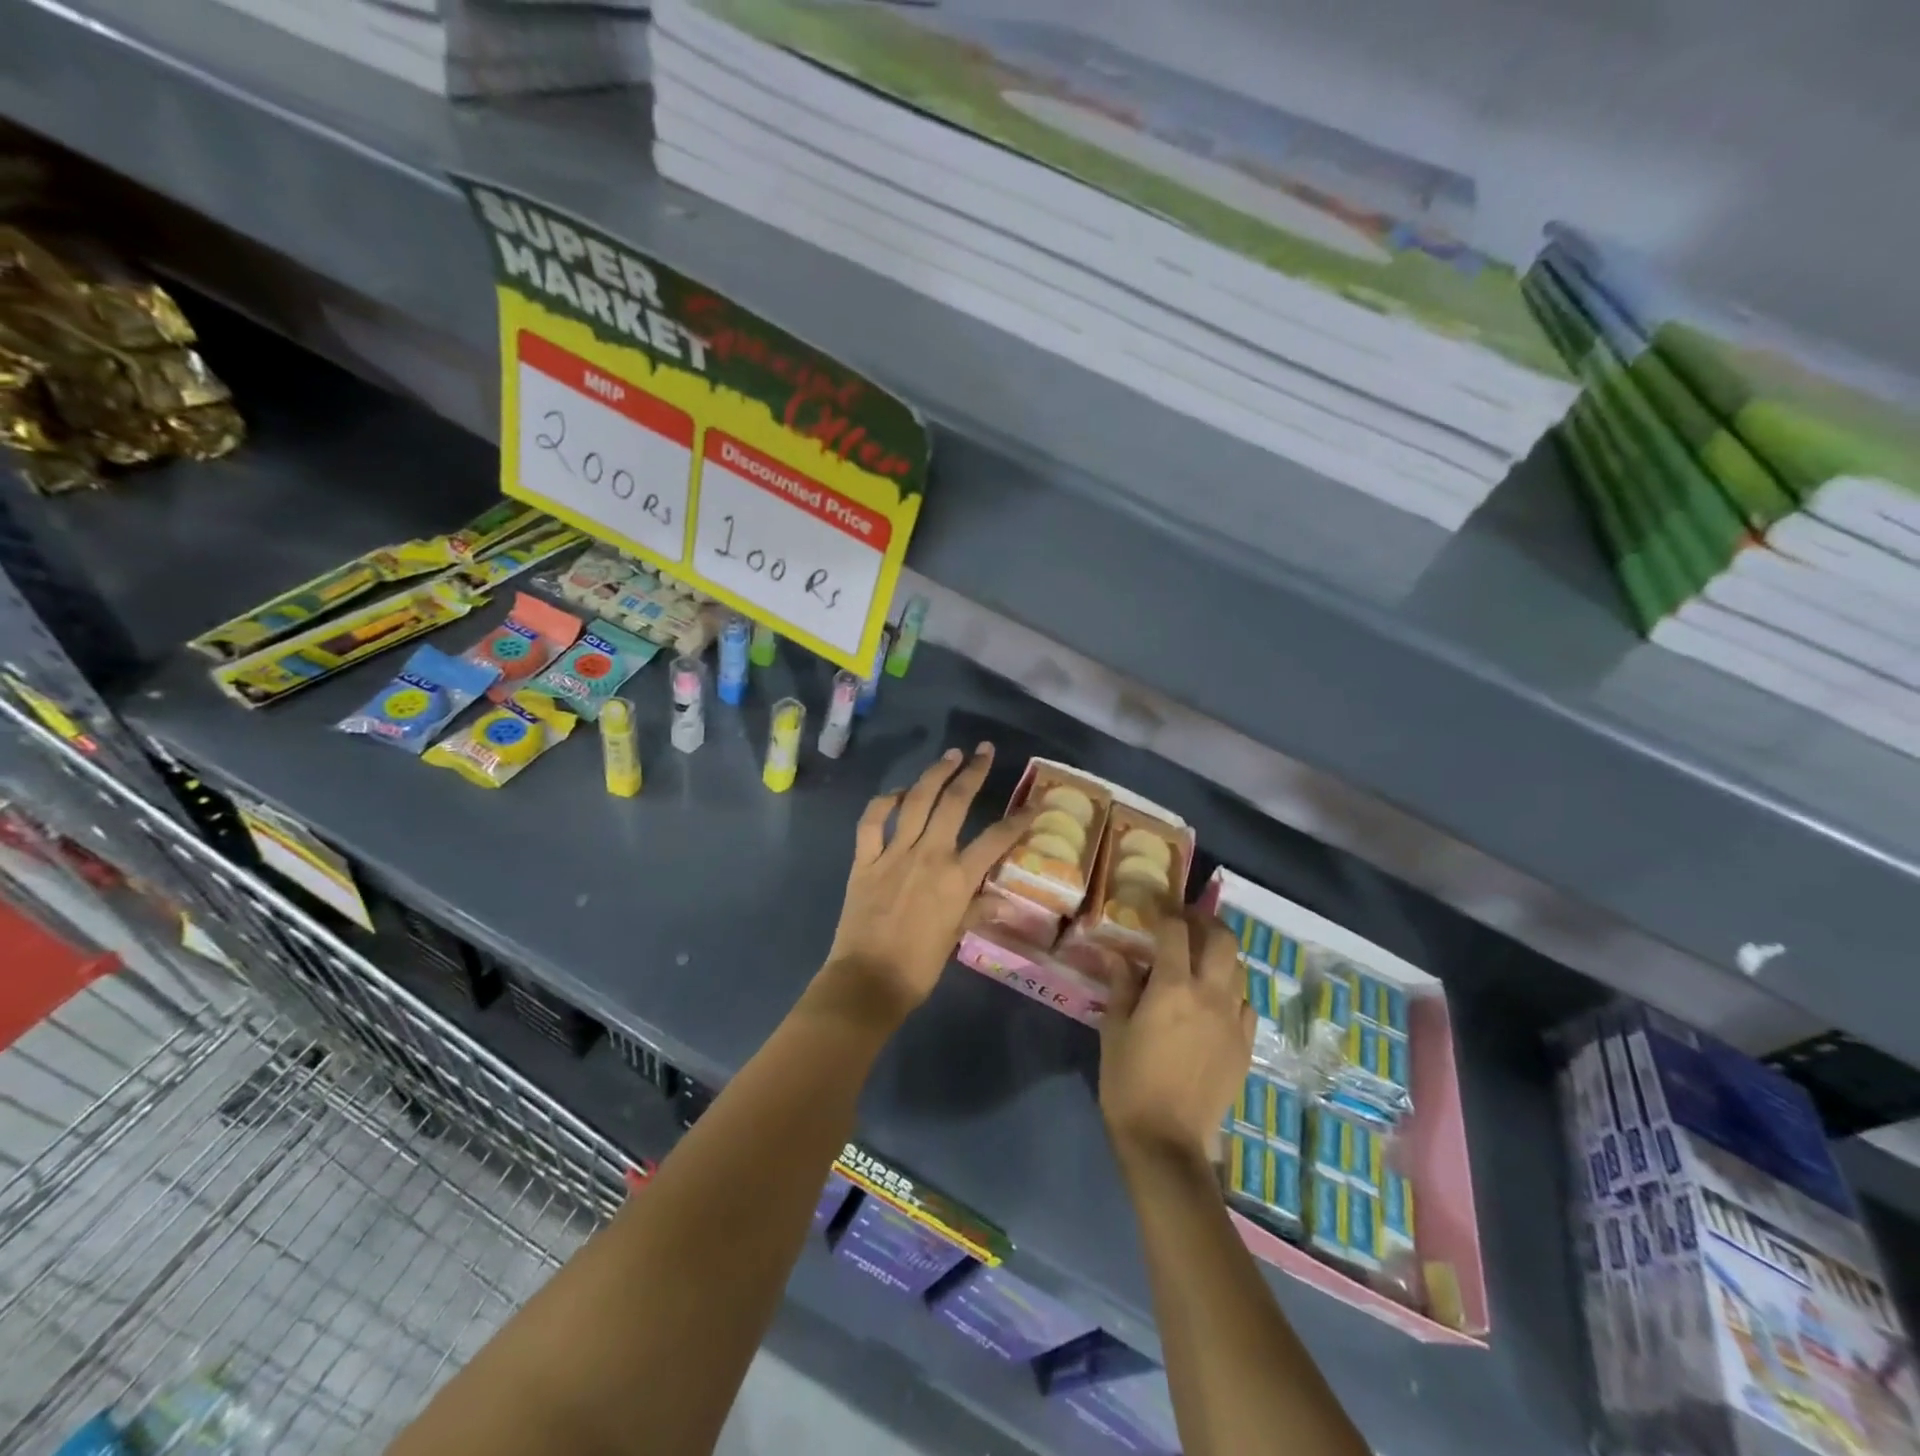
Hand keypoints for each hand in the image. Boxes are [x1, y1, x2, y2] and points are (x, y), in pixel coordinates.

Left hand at [819, 744, 1030, 1022]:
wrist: (868, 981)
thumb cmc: (918, 966)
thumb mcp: (955, 938)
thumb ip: (976, 911)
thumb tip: (1003, 901)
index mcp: (956, 878)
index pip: (996, 839)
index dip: (1018, 820)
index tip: (1033, 803)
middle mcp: (928, 855)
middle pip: (955, 803)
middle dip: (973, 772)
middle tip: (984, 751)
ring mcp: (893, 853)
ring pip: (916, 801)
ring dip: (934, 774)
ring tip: (949, 756)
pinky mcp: (864, 859)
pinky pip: (872, 821)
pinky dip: (883, 802)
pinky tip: (897, 793)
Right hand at [1100, 909, 1255, 1168]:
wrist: (1167, 1142)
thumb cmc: (1129, 1081)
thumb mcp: (1114, 1028)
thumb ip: (1122, 985)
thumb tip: (1119, 954)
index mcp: (1173, 987)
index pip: (1176, 931)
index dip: (1165, 911)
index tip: (1154, 907)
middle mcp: (1210, 995)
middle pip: (1222, 939)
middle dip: (1205, 921)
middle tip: (1186, 921)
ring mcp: (1233, 1021)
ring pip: (1239, 969)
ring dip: (1220, 954)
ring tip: (1200, 957)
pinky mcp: (1245, 1046)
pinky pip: (1245, 1004)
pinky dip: (1231, 990)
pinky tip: (1215, 999)